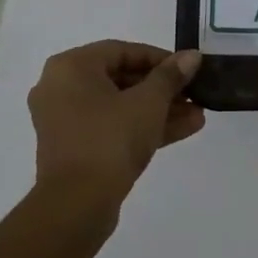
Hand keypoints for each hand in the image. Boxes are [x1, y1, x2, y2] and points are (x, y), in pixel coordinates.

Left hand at [28, 42, 204, 209]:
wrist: (77, 205)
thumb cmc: (110, 139)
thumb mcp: (148, 102)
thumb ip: (171, 76)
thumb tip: (192, 56)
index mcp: (71, 67)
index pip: (122, 51)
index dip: (159, 58)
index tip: (187, 69)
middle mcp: (61, 88)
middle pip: (121, 79)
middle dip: (162, 88)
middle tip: (193, 93)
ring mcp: (66, 121)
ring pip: (119, 107)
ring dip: (158, 110)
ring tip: (197, 114)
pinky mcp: (75, 149)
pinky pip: (112, 128)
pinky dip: (142, 127)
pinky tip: (184, 129)